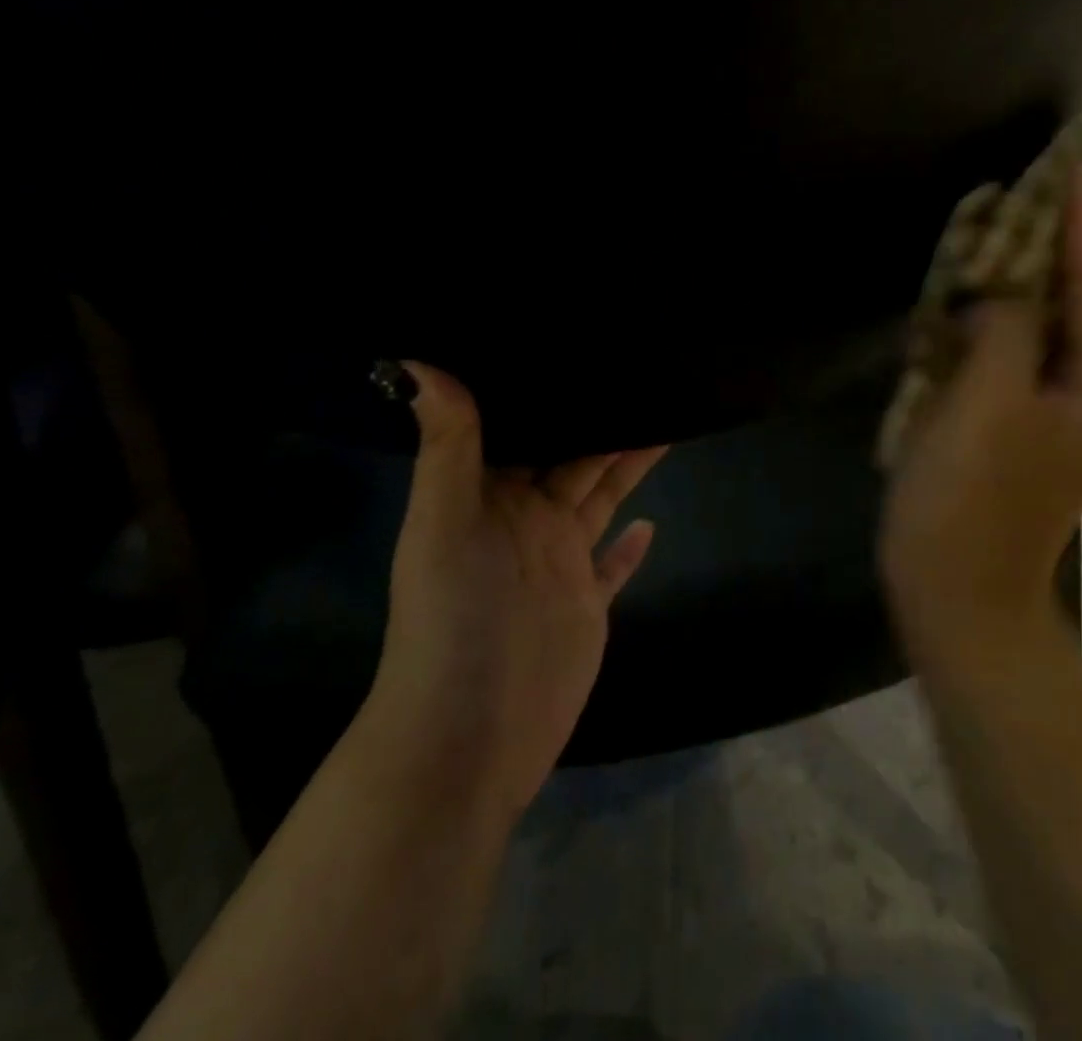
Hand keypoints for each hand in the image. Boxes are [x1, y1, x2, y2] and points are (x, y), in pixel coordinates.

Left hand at [363, 365, 666, 818]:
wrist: (467, 737)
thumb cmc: (452, 619)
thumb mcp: (442, 523)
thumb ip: (446, 445)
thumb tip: (418, 361)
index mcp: (491, 495)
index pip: (526, 426)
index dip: (551, 389)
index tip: (584, 344)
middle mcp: (527, 520)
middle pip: (575, 456)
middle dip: (603, 417)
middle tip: (644, 371)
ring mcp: (559, 563)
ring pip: (600, 497)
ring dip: (626, 464)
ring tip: (663, 420)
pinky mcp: (586, 604)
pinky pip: (613, 565)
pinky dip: (630, 545)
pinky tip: (652, 523)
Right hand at [879, 149, 1081, 665]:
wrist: (957, 598)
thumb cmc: (968, 503)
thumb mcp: (986, 405)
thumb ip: (1005, 329)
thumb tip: (1006, 286)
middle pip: (1080, 295)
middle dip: (1066, 231)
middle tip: (1060, 165)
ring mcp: (1053, 412)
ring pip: (1044, 322)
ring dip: (1029, 269)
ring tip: (1018, 211)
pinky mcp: (1015, 426)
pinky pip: (1012, 353)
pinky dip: (996, 314)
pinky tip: (979, 287)